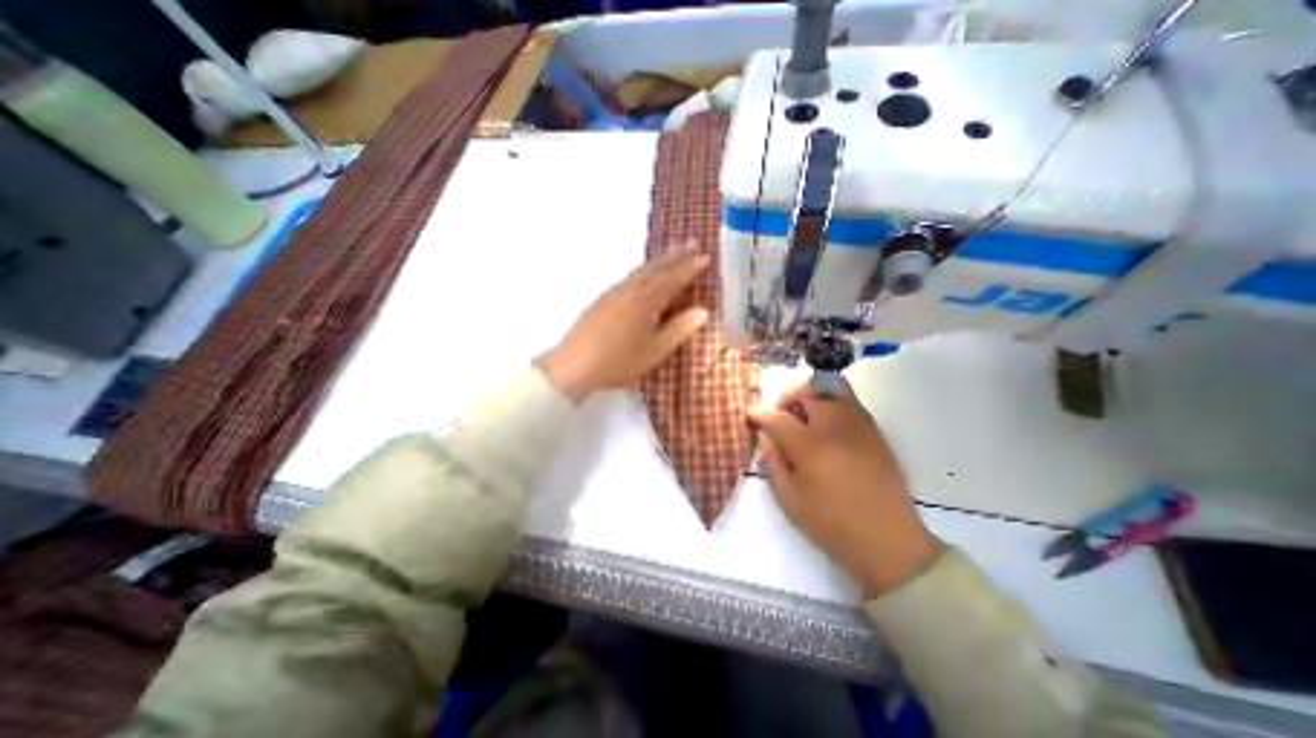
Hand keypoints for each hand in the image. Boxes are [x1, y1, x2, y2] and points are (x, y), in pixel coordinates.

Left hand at [543, 250, 714, 404]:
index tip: (705, 256)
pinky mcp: (602, 300)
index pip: (672, 278)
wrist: (573, 367)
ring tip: (672, 254)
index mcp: (645, 301)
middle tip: (693, 243)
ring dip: (659, 260)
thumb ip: (679, 330)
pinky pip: (629, 277)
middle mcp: (629, 290)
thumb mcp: (654, 351)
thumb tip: (703, 311)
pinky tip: (644, 276)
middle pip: (655, 267)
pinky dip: (643, 270)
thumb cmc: (618, 362)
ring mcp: (613, 293)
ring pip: (640, 270)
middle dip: (675, 255)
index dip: (689, 267)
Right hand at [743, 380, 939, 598]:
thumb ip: (772, 463)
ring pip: (833, 389)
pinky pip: (850, 402)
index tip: (751, 414)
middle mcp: (835, 427)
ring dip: (812, 396)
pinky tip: (828, 428)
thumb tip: (765, 437)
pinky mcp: (875, 432)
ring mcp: (859, 426)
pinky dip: (832, 403)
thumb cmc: (832, 524)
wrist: (889, 541)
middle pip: (808, 390)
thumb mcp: (789, 499)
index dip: (759, 413)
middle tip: (782, 415)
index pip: (777, 417)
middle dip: (789, 396)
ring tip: (806, 418)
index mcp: (810, 446)